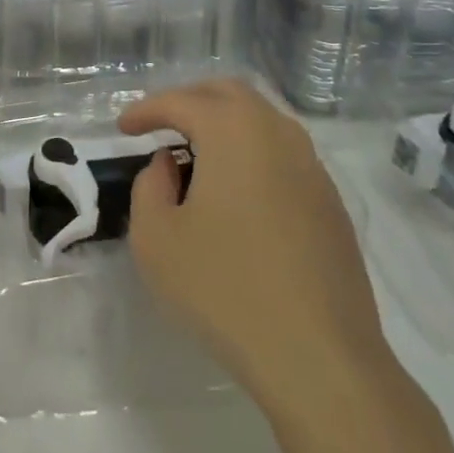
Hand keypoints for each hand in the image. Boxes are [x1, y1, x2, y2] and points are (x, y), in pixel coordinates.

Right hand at [120, 80, 387, 405]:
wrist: (321, 358)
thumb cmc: (226, 290)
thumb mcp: (157, 239)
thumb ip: (149, 186)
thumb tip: (168, 165)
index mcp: (233, 131)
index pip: (180, 101)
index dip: (146, 110)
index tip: (123, 129)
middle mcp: (277, 134)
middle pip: (228, 93)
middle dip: (189, 100)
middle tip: (160, 125)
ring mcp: (312, 167)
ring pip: (262, 119)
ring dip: (224, 124)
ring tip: (196, 154)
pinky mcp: (331, 202)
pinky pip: (283, 153)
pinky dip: (252, 152)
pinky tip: (237, 192)